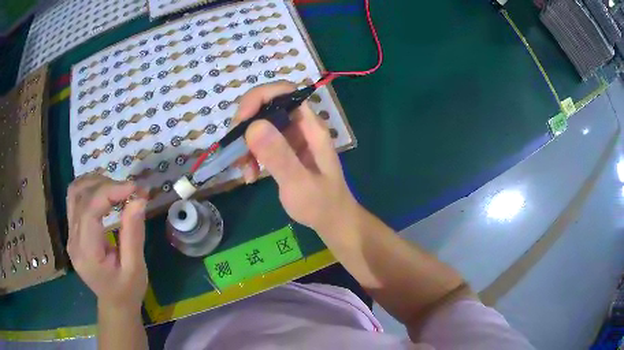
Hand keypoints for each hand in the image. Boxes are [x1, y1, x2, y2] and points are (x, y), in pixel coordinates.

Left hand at [66, 175, 148, 309]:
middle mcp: (72, 239)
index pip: (90, 209)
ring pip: (74, 192)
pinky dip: (90, 189)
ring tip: (117, 189)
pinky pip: (76, 199)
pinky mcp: (73, 230)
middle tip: (130, 190)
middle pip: (81, 195)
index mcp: (86, 252)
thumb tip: (138, 199)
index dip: (111, 192)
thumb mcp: (135, 268)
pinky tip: (105, 193)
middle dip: (106, 185)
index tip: (135, 188)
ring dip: (96, 182)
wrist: (114, 303)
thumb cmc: (127, 291)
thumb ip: (133, 234)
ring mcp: (70, 234)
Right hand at [235, 81, 357, 232]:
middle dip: (246, 123)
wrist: (331, 220)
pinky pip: (259, 142)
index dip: (260, 97)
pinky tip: (251, 175)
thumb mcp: (299, 184)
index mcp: (310, 126)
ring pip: (259, 124)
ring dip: (245, 143)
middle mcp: (300, 126)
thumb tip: (253, 126)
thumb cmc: (321, 204)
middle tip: (236, 149)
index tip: (241, 120)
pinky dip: (250, 155)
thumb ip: (279, 156)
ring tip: (245, 169)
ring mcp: (290, 137)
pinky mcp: (283, 150)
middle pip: (266, 105)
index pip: (285, 92)